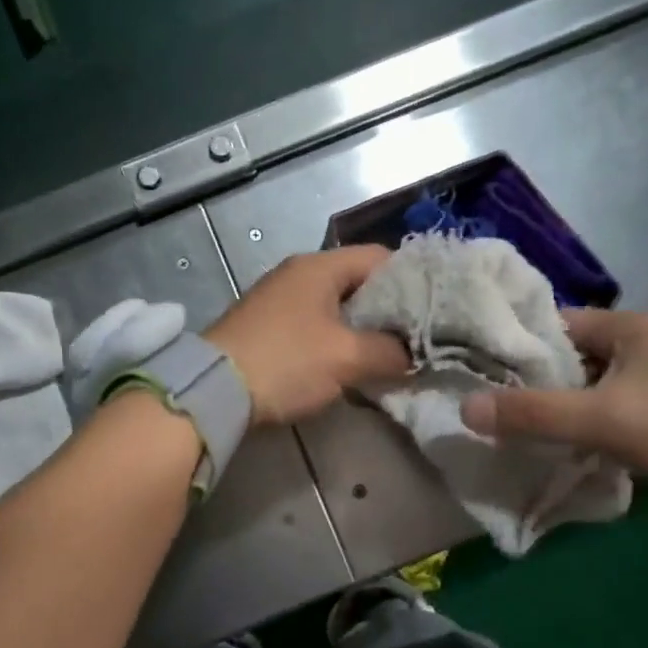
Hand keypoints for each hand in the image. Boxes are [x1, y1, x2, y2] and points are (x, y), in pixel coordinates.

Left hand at [205, 246, 409, 426]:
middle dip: (389, 309)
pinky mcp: (266, 326)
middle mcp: (298, 274)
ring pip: (336, 306)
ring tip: (389, 354)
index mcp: (319, 266)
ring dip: (362, 328)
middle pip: (358, 282)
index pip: (380, 257)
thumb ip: (390, 351)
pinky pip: (314, 325)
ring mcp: (278, 299)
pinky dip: (336, 340)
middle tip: (415, 337)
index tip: (434, 309)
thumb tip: (412, 355)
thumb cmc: (286, 362)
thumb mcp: (347, 357)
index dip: (412, 280)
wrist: (213, 390)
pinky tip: (349, 364)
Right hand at [460, 309, 647, 485]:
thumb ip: (532, 414)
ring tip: (548, 428)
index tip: (494, 376)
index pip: (562, 324)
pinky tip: (595, 439)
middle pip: (583, 352)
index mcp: (636, 325)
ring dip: (580, 400)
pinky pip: (631, 396)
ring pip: (607, 378)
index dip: (526, 348)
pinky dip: (608, 413)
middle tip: (516, 409)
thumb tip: (465, 409)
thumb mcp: (600, 421)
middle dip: (551, 379)